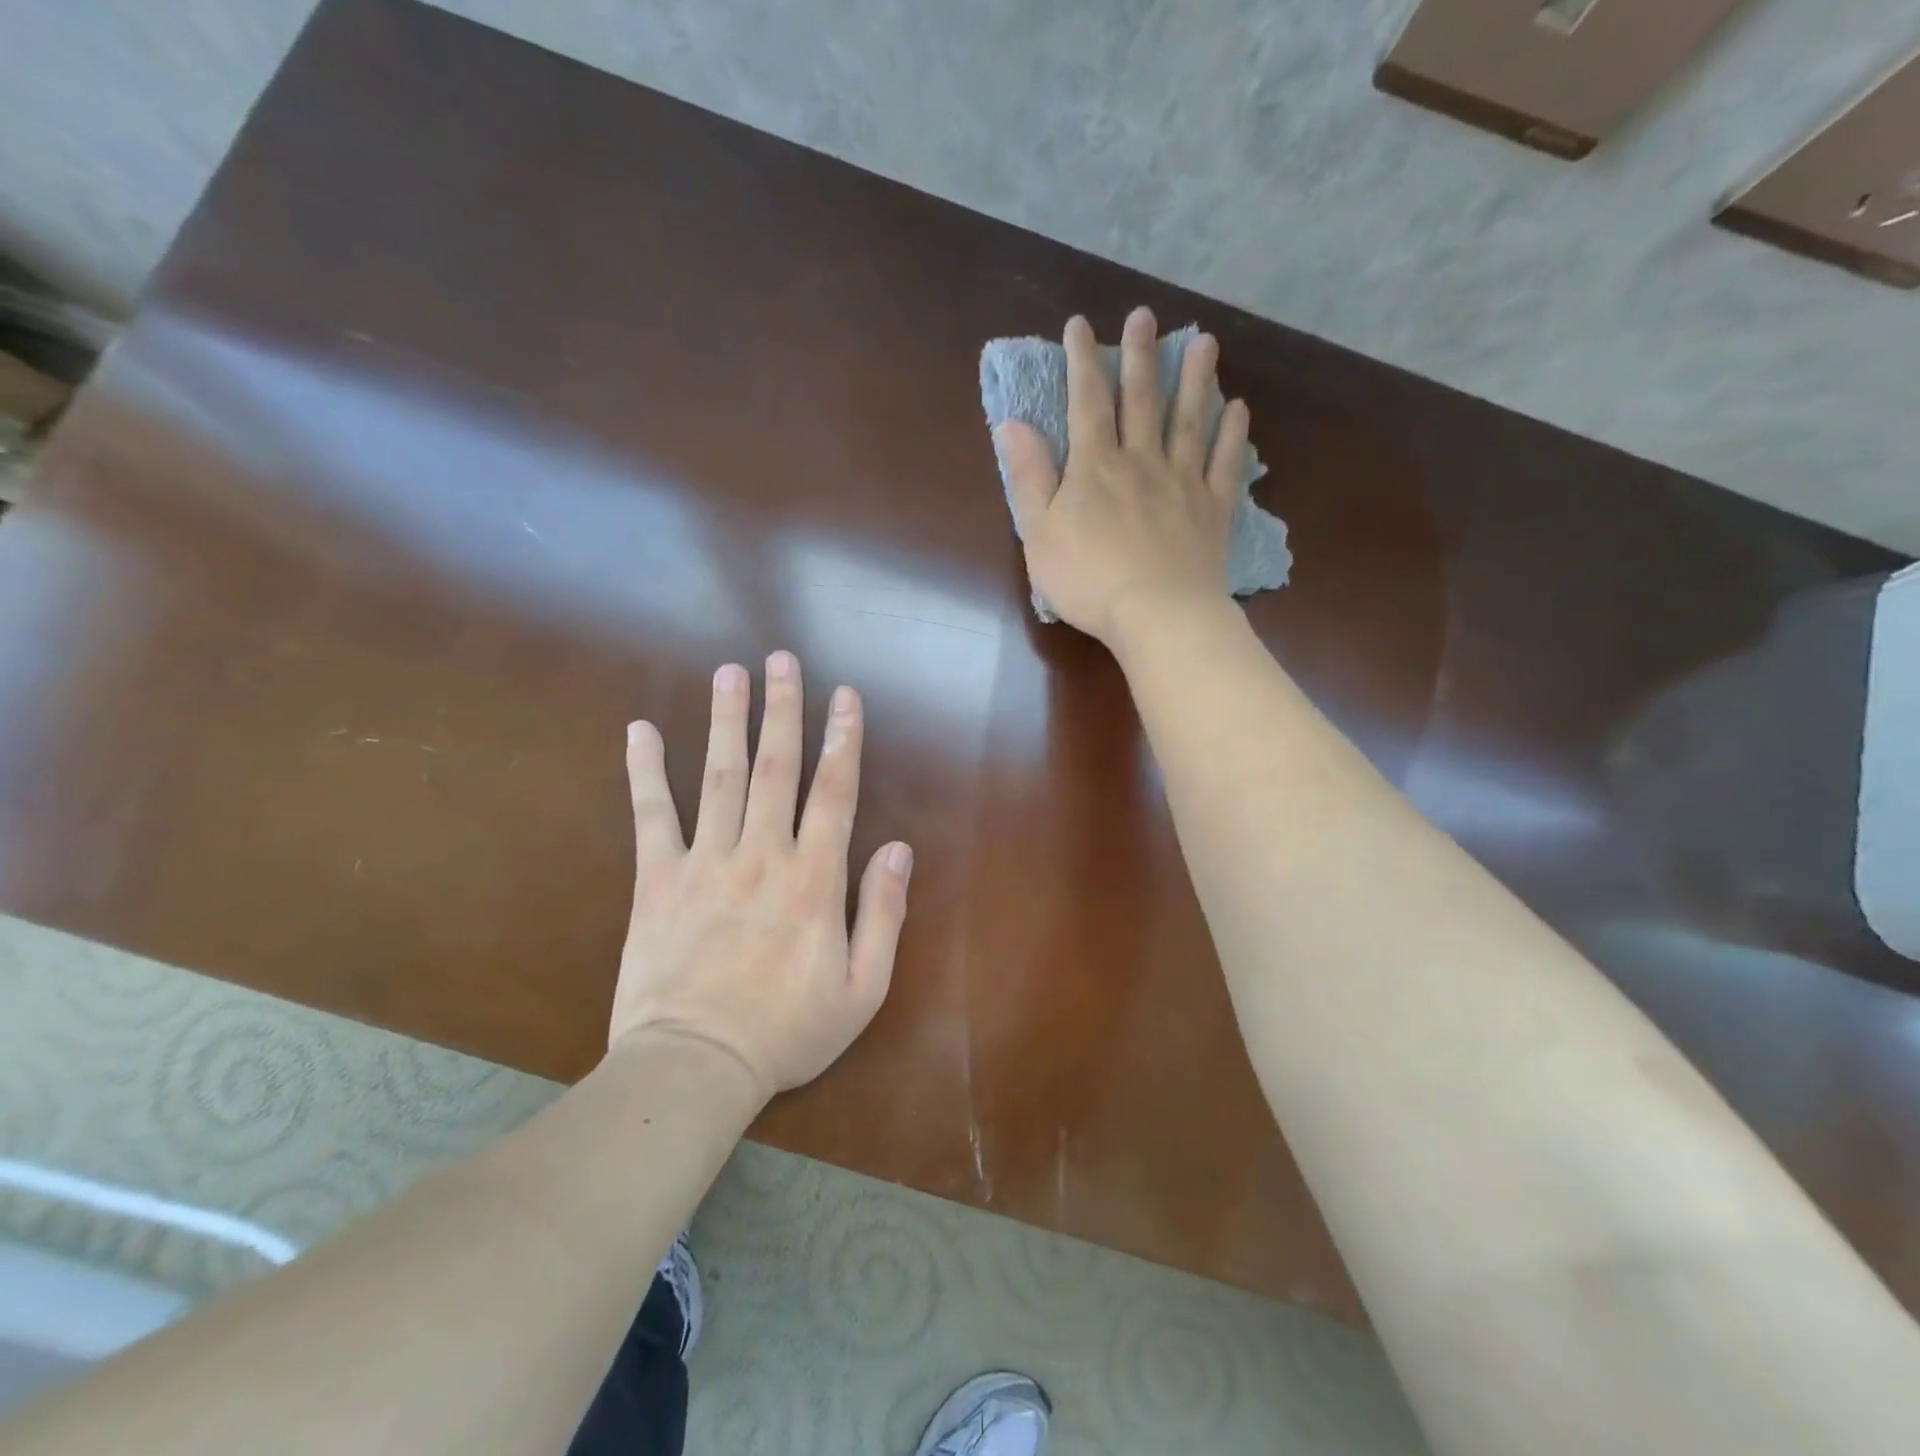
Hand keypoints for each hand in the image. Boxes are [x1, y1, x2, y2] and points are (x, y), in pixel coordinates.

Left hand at [611, 652, 912, 1100]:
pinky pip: (651, 815)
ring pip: (719, 776)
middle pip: (776, 767)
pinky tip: (639, 730)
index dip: (843, 739)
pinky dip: (645, 771)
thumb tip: (899, 849)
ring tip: (730, 673)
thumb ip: (883, 914)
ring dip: (727, 721)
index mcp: (814, 879)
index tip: (845, 696)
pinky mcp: (658, 879)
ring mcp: (706, 861)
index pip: (835, 792)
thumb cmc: (787, 1031)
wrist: (695, 1066)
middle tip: (781, 659)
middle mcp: (763, 854)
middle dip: (783, 709)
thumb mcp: (862, 988)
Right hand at [996, 306, 1249, 646]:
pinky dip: (1233, 433)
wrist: (1158, 614)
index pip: (1086, 402)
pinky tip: (1238, 408)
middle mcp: (1141, 461)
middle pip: (1141, 400)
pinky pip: (1225, 462)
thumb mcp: (1039, 533)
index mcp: (1095, 467)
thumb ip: (1029, 477)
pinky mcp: (1213, 509)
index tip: (1080, 325)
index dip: (1082, 361)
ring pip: (1189, 420)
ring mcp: (1183, 482)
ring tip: (1205, 342)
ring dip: (1195, 379)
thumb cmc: (1088, 580)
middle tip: (1146, 315)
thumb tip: (1011, 424)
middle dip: (1140, 355)